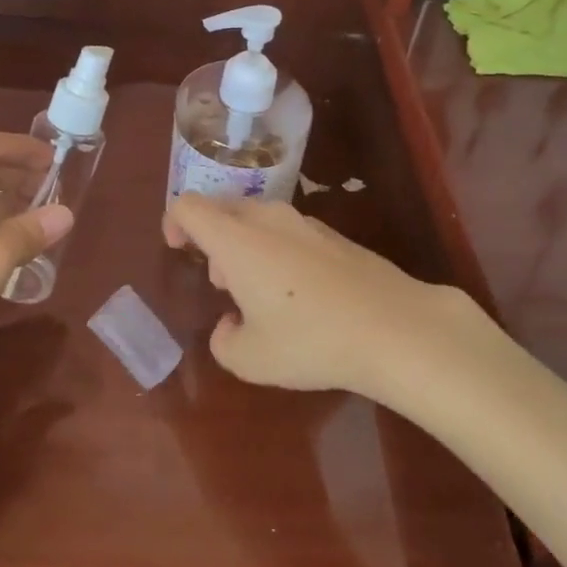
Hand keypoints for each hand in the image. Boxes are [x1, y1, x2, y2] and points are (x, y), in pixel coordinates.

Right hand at [162, 196, 467, 400]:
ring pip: (256, 218)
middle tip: (219, 281)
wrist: (393, 326)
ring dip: (244, 245)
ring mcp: (304, 222)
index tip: (177, 249)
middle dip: (210, 237)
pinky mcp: (333, 235)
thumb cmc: (310, 340)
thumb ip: (224, 341)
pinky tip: (297, 294)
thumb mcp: (251, 359)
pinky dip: (275, 250)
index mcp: (236, 239)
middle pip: (222, 207)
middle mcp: (266, 219)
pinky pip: (287, 230)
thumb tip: (229, 324)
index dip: (173, 222)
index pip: (189, 206)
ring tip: (257, 292)